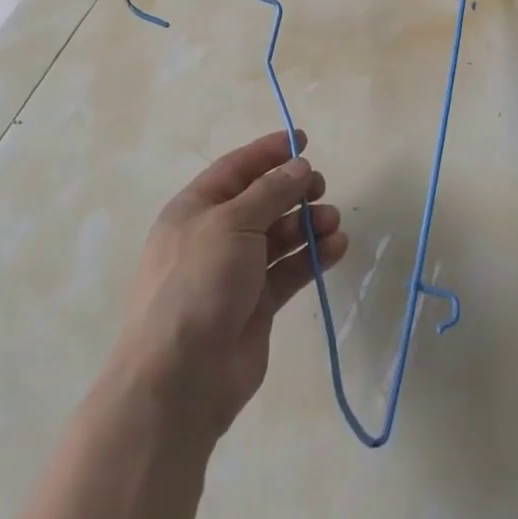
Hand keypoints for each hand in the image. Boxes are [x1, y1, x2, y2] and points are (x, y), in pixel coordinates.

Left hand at [111, 129, 349, 440]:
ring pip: (279, 236)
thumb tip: (299, 166)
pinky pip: (289, 270)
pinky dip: (312, 256)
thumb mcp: (233, 223)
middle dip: (292, 189)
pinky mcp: (257, 304)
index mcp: (195, 209)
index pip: (236, 169)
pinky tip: (337, 246)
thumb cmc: (198, 282)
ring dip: (307, 224)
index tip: (303, 140)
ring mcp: (236, 272)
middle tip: (320, 186)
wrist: (180, 378)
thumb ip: (271, 191)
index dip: (268, 152)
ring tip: (332, 220)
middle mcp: (215, 236)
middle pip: (261, 201)